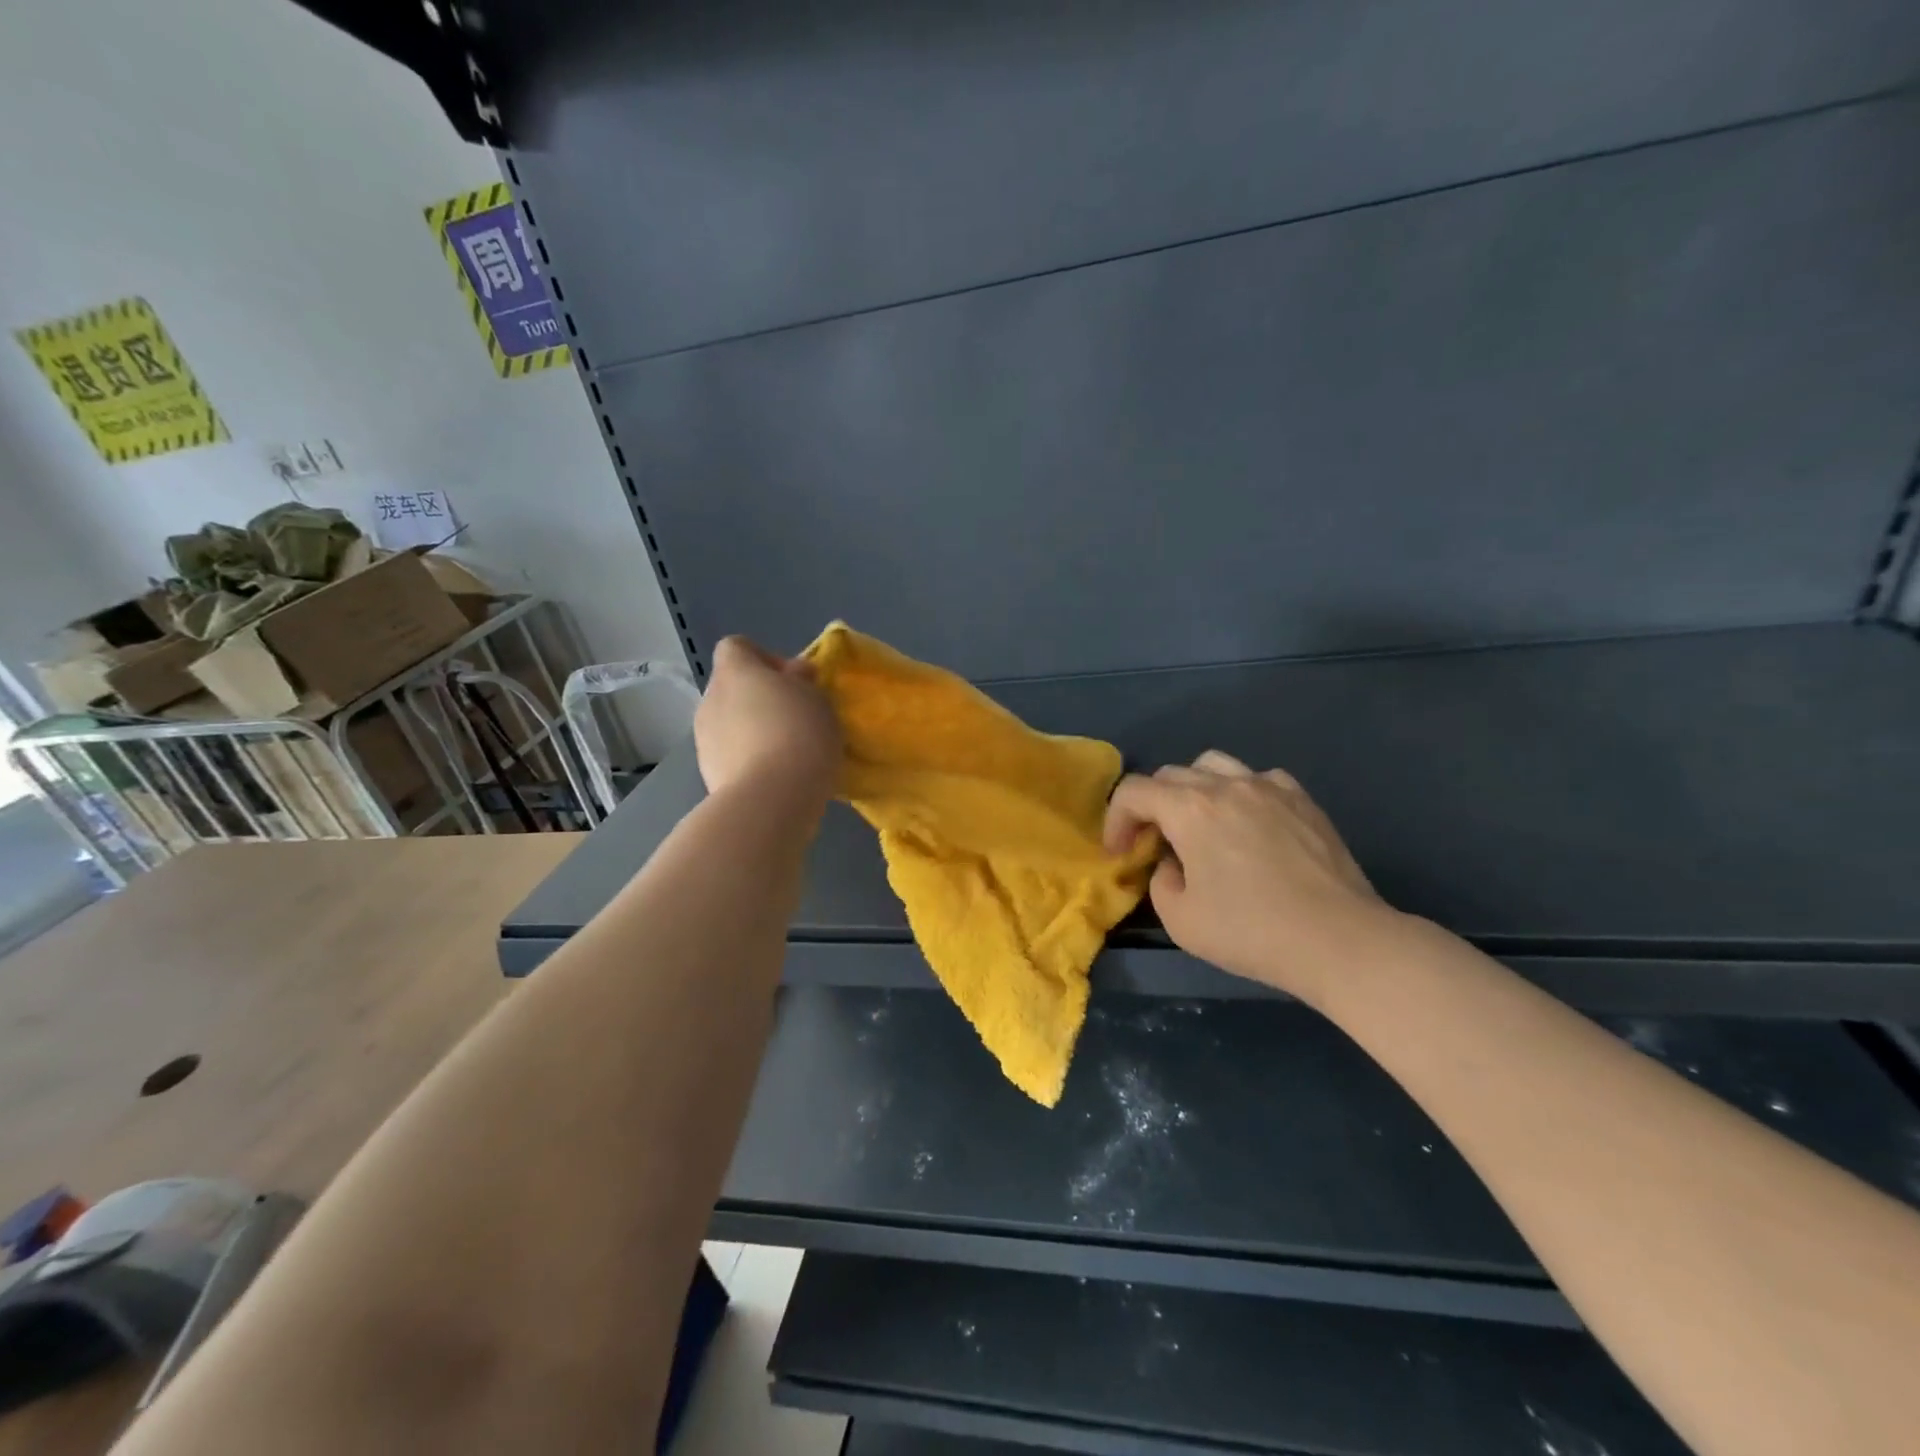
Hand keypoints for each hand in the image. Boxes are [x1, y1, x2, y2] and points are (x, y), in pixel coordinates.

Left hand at [694, 637, 841, 801]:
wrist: (770, 799)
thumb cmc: (799, 735)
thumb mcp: (818, 699)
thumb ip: (802, 681)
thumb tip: (793, 674)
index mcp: (735, 671)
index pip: (736, 646)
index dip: (763, 657)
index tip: (792, 681)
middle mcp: (710, 699)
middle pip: (733, 687)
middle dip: (761, 699)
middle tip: (796, 718)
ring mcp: (704, 739)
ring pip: (730, 724)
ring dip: (754, 731)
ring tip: (787, 752)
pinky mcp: (708, 773)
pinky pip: (731, 755)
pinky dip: (749, 760)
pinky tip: (776, 776)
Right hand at [1102, 751, 1396, 1004]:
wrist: (1339, 940)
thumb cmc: (1252, 931)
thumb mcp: (1181, 921)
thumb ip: (1161, 883)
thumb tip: (1173, 865)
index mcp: (1190, 809)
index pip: (1134, 791)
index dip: (1116, 819)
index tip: (1119, 853)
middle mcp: (1226, 785)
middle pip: (1171, 774)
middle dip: (1151, 805)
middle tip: (1154, 842)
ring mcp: (1269, 787)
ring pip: (1214, 764)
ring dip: (1193, 789)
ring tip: (1199, 823)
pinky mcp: (1303, 800)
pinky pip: (1258, 779)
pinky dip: (1239, 793)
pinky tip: (1248, 824)